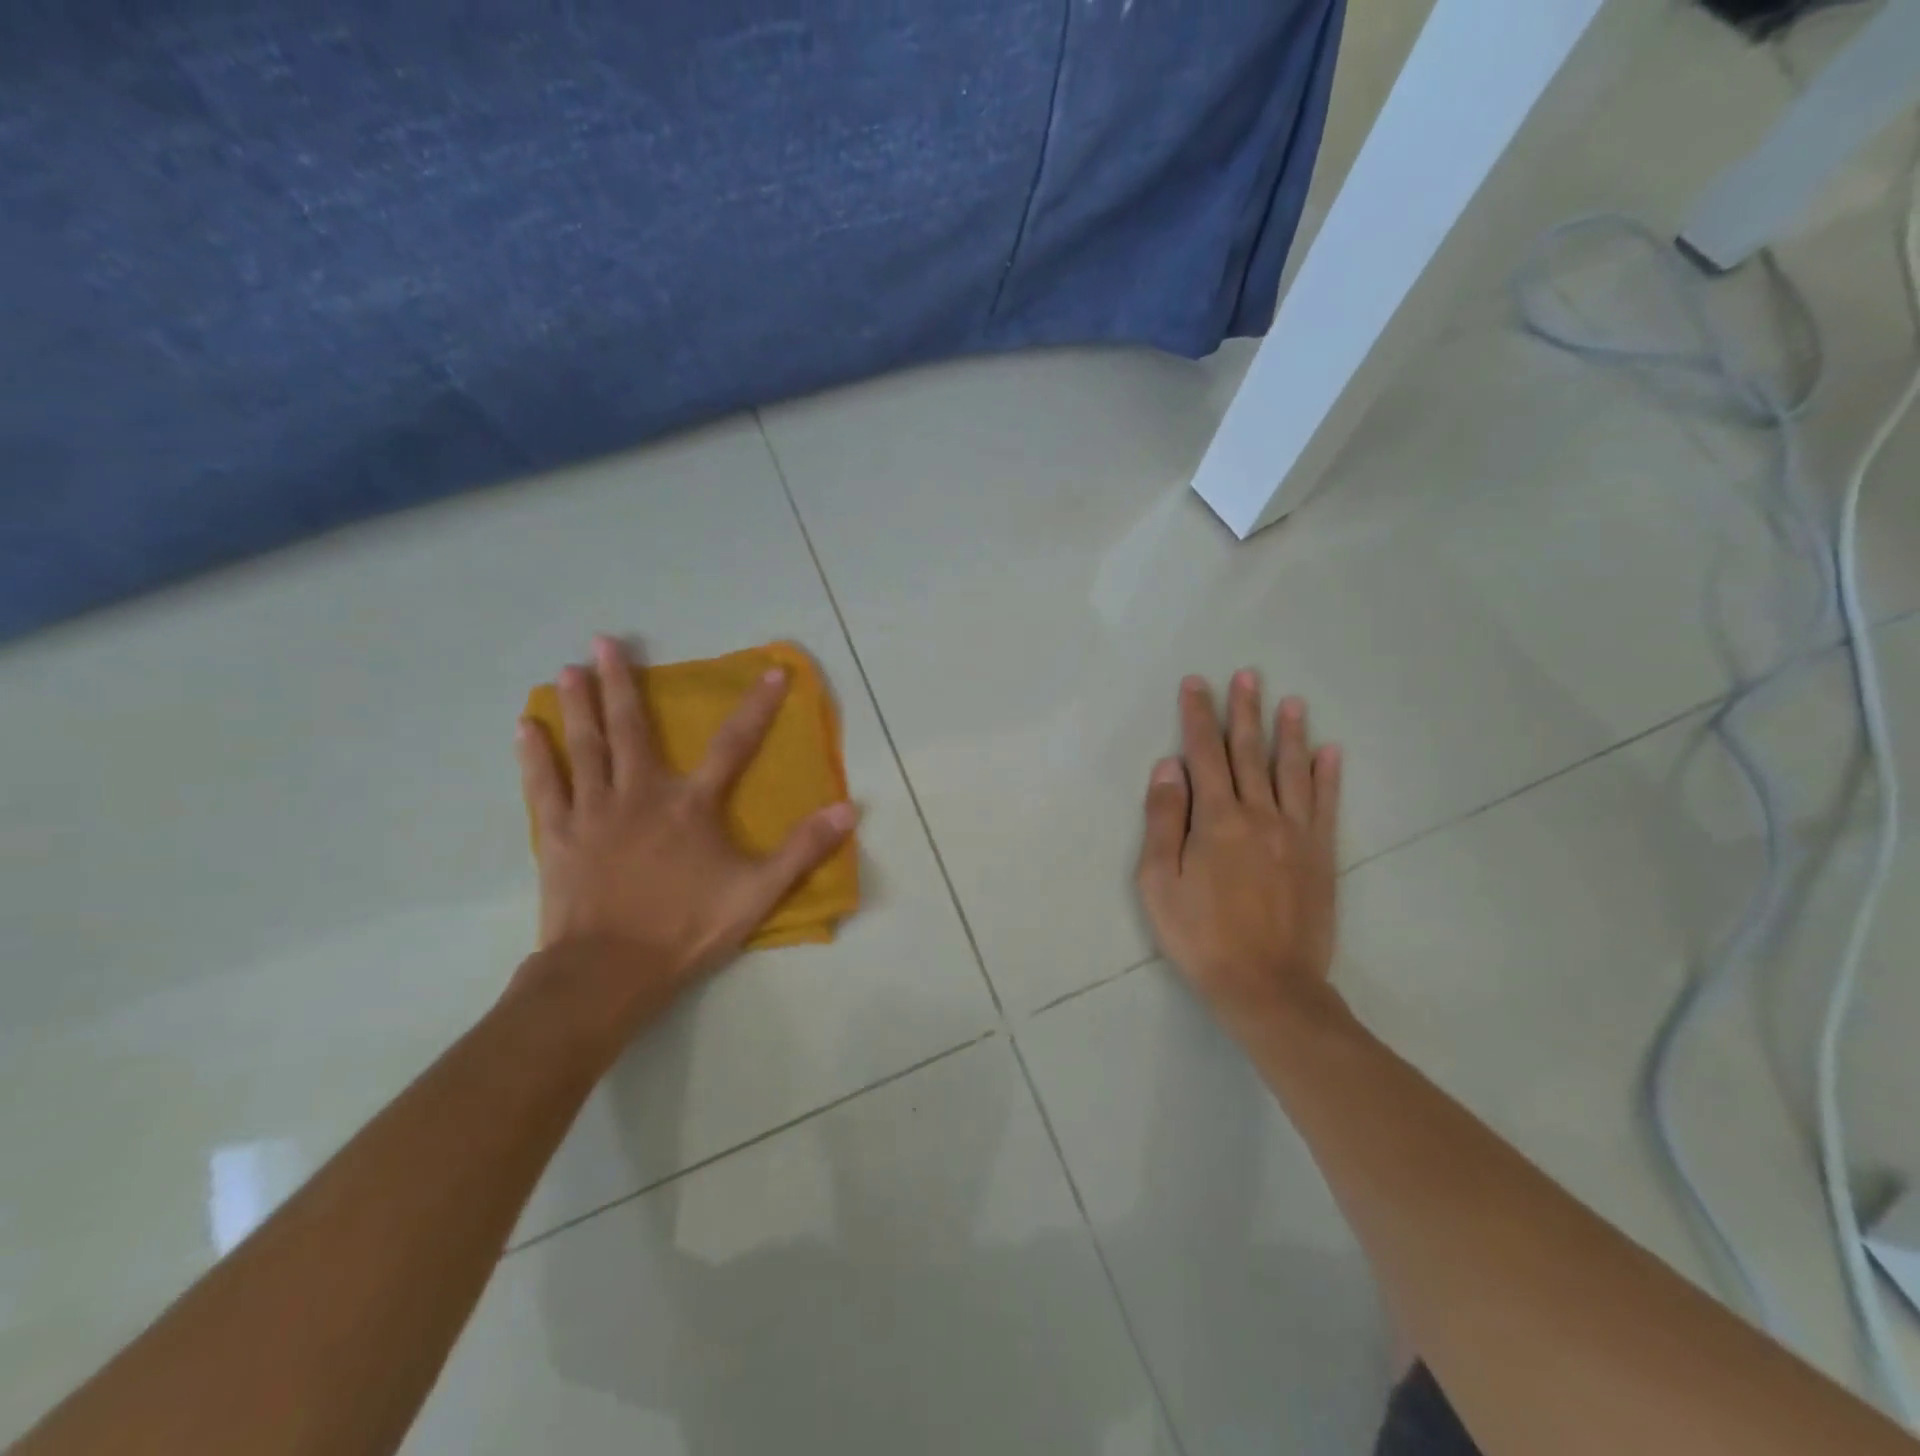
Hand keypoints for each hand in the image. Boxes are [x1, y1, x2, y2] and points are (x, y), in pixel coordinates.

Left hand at [513, 635, 857, 1032]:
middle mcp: (640, 794)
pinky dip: (535, 755)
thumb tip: (848, 809)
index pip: (733, 745)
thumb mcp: (757, 892)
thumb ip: (802, 849)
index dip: (757, 706)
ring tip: (568, 668)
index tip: (772, 670)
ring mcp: (594, 812)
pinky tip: (525, 728)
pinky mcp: (559, 835)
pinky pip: (545, 786)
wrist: (608, 972)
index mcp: (691, 805)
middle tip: (606, 640)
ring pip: (585, 747)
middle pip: (631, 729)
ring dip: (578, 705)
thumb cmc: (686, 929)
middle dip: (622, 682)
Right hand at [1136, 672, 1343, 1039]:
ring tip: (1291, 700)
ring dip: (1289, 733)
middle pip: (1249, 752)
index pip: (1204, 754)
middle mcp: (1259, 814)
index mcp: (1216, 819)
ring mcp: (1296, 833)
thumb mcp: (1158, 881)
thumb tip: (1168, 767)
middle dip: (1244, 711)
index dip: (1199, 716)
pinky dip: (1328, 776)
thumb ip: (1163, 819)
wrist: (1267, 986)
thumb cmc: (1200, 936)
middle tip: (1246, 675)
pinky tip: (1330, 751)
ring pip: (1291, 770)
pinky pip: (1325, 805)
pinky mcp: (1320, 855)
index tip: (1197, 684)